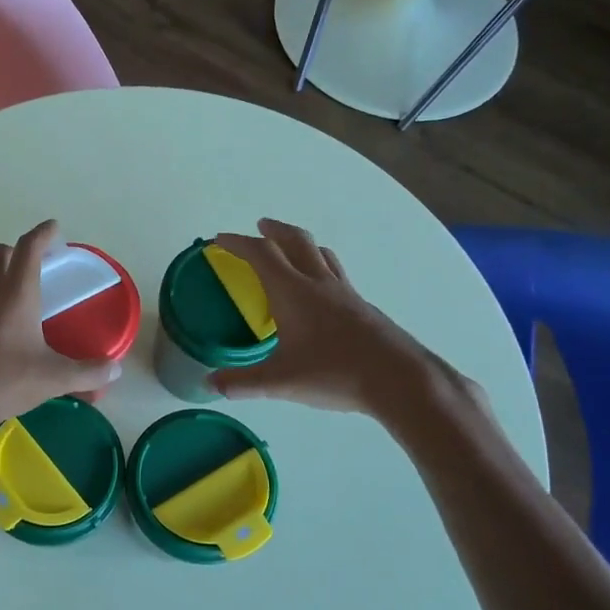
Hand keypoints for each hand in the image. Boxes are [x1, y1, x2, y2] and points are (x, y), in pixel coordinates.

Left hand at [0, 220, 119, 449]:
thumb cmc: (3, 383)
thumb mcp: (53, 379)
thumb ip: (88, 372)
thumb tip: (115, 369)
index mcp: (14, 293)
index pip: (29, 247)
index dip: (44, 234)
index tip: (54, 229)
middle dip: (16, 252)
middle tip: (33, 268)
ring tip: (11, 300)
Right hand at [210, 219, 480, 429]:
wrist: (399, 379)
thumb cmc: (335, 373)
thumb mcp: (280, 381)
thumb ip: (242, 382)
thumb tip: (210, 384)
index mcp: (293, 292)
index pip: (261, 254)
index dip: (237, 243)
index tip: (219, 239)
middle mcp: (319, 283)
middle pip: (296, 241)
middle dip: (274, 230)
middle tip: (260, 226)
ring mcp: (345, 293)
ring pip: (321, 254)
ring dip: (301, 244)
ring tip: (291, 250)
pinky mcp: (363, 307)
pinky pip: (337, 274)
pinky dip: (321, 267)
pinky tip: (321, 291)